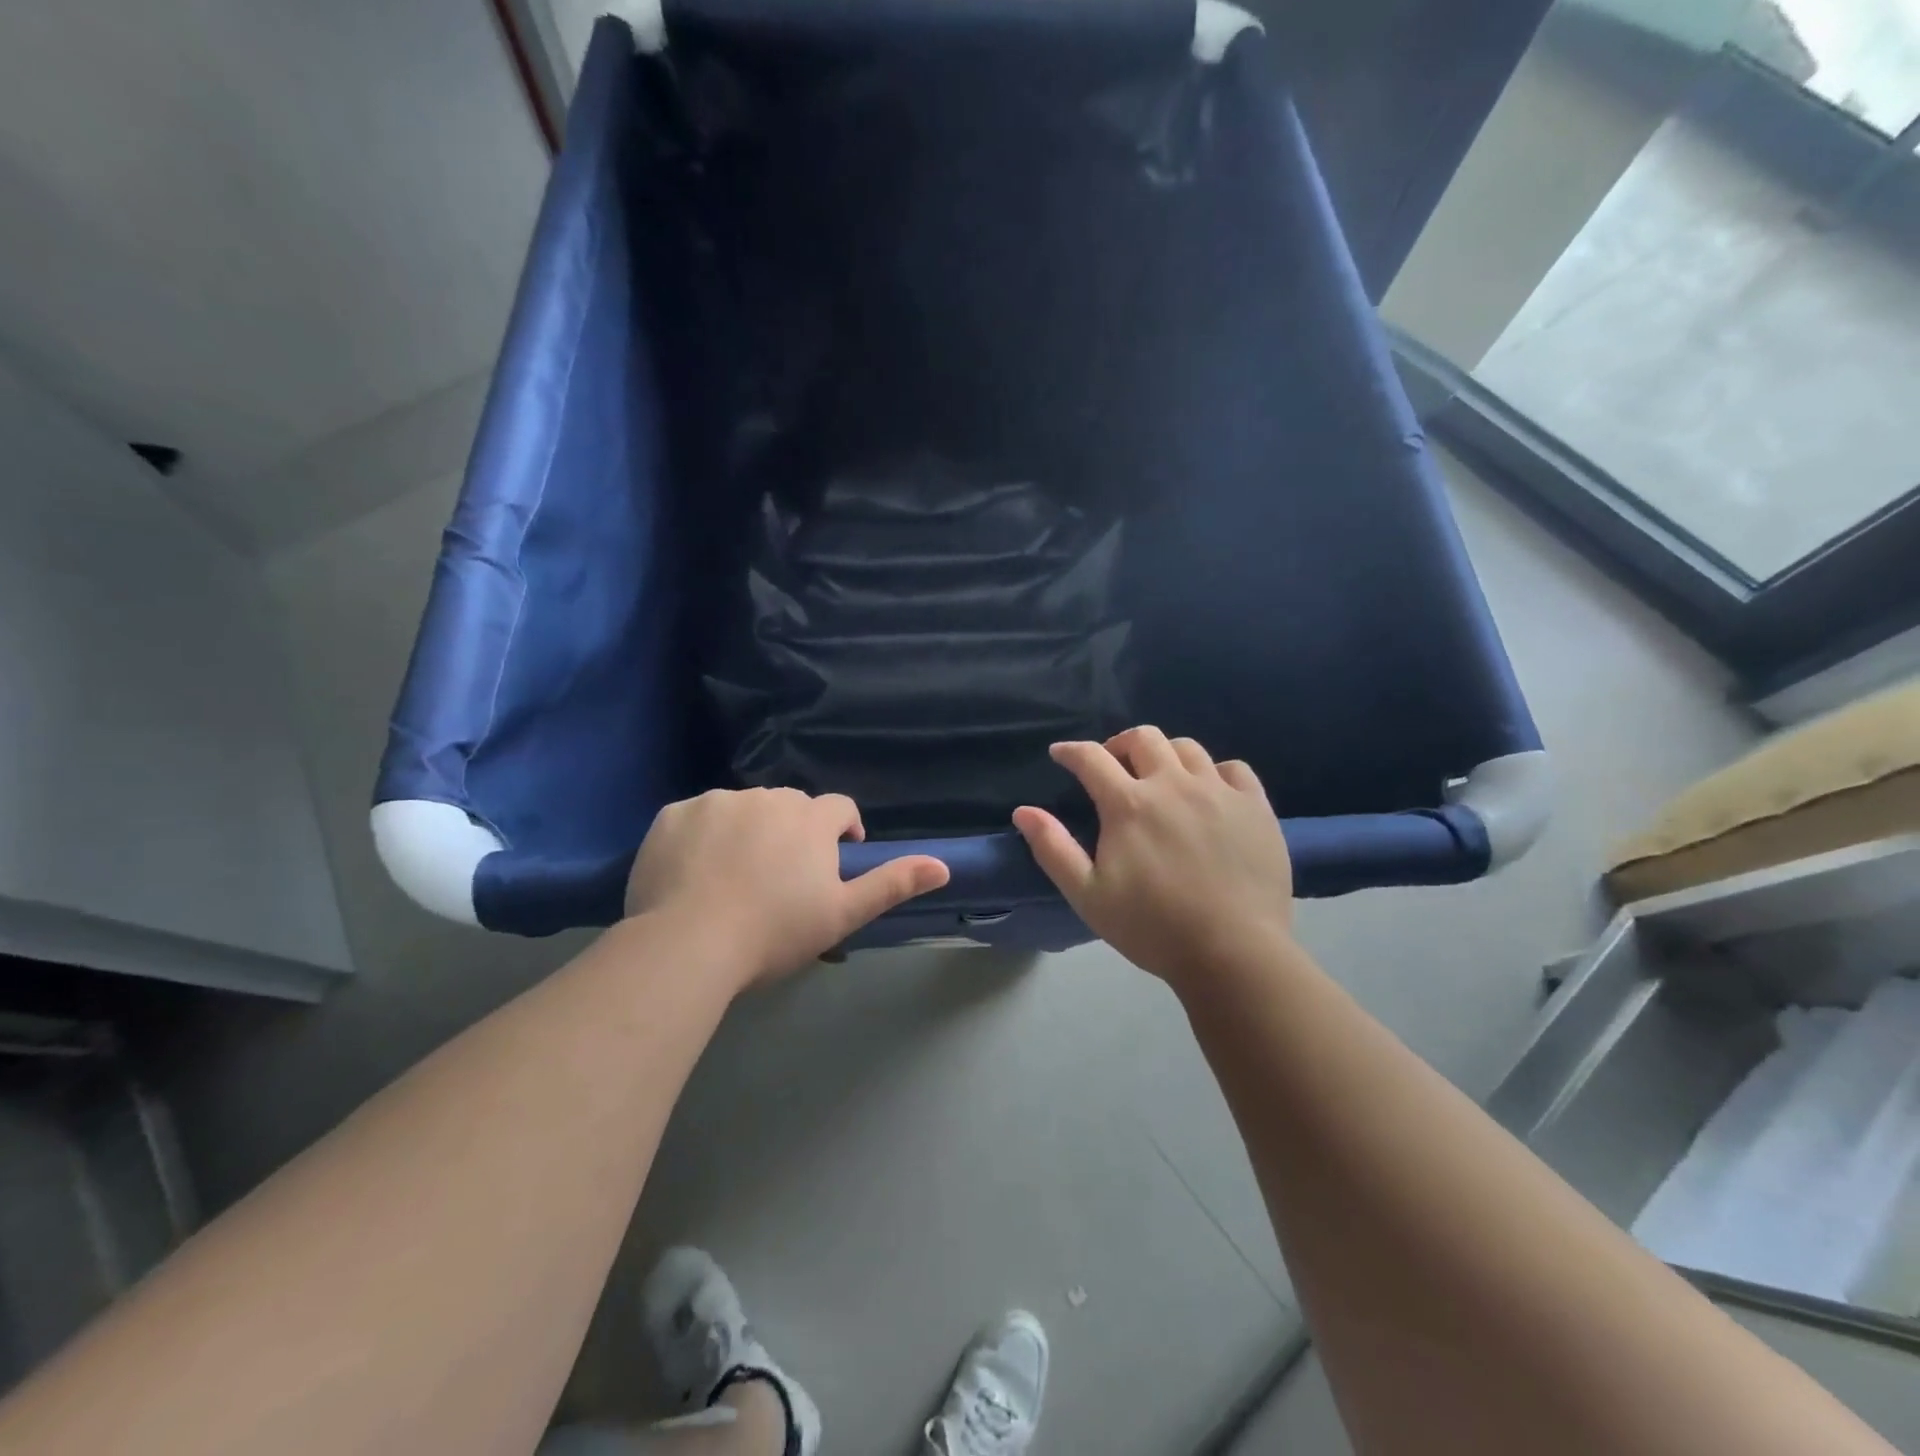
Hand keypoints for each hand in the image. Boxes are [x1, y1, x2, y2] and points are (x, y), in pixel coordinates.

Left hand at [625, 788, 948, 989]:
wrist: (688, 944)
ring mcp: (716, 801)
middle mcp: (767, 797)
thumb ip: (893, 884)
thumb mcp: (842, 914)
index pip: (839, 808)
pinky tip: (694, 872)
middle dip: (794, 832)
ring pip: (743, 809)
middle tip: (781, 879)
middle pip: (791, 806)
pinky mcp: (673, 814)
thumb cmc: (775, 932)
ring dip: (748, 831)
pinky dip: (702, 836)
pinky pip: (697, 817)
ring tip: (735, 877)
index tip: (833, 862)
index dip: (842, 831)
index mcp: (810, 818)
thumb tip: (943, 865)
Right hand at [1012, 727, 1293, 985]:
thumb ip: (1053, 849)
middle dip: (1119, 745)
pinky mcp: (1255, 806)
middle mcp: (1173, 784)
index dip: (1071, 751)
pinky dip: (1214, 772)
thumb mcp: (1088, 895)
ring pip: (1187, 748)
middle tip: (1113, 767)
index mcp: (1129, 804)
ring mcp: (1219, 792)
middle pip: (1143, 738)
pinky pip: (1234, 769)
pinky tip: (1210, 793)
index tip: (1061, 755)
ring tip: (1161, 778)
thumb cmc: (1152, 928)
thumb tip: (1023, 811)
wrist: (1233, 954)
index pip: (1091, 758)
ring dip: (1165, 755)